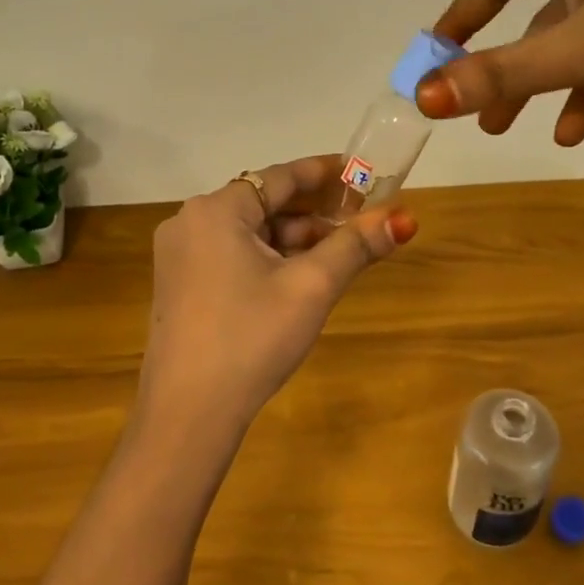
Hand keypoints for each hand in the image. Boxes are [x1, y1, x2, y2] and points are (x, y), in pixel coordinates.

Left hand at [137, 156, 416, 443]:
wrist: (188, 412)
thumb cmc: (252, 337)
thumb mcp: (311, 288)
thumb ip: (355, 246)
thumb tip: (403, 218)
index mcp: (215, 210)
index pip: (280, 177)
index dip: (324, 172)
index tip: (360, 171)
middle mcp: (190, 222)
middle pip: (263, 203)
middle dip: (313, 211)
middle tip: (359, 217)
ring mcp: (180, 255)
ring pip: (249, 232)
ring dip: (293, 238)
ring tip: (339, 251)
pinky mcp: (180, 285)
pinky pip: (232, 255)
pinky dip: (268, 258)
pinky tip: (300, 276)